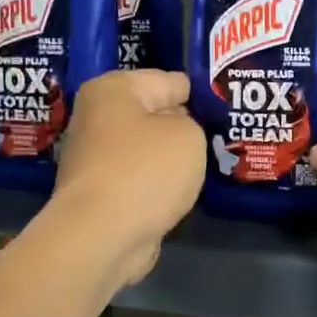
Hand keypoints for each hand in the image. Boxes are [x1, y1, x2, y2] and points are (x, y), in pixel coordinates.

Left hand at [53, 69, 204, 285]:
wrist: (101, 236)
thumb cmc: (146, 171)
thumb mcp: (189, 135)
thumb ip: (191, 123)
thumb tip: (175, 133)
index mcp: (112, 89)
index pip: (169, 81)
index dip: (199, 95)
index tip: (223, 109)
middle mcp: (95, 117)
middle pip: (152, 114)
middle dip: (181, 127)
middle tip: (217, 138)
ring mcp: (92, 157)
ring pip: (145, 150)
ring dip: (167, 159)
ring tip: (201, 167)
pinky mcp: (96, 193)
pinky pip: (137, 179)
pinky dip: (154, 186)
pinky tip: (176, 194)